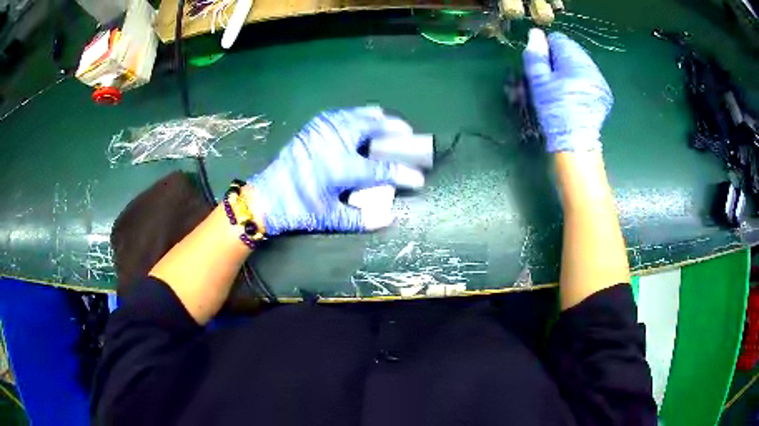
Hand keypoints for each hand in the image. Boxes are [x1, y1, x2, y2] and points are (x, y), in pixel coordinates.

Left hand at [248, 107, 424, 234]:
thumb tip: (389, 218)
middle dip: (395, 129)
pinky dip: (356, 114)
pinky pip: (342, 114)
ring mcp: (323, 130)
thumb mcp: (330, 219)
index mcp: (342, 167)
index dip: (404, 173)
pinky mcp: (313, 127)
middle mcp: (335, 142)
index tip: (419, 178)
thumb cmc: (299, 209)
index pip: (382, 169)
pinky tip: (360, 119)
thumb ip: (362, 218)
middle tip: (408, 133)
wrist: (267, 197)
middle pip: (373, 127)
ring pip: (358, 115)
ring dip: (376, 118)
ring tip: (388, 121)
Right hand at [523, 29, 612, 151]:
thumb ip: (536, 55)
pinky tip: (574, 95)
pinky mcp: (604, 93)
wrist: (575, 142)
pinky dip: (580, 81)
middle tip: (550, 79)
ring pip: (580, 64)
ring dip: (570, 70)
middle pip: (571, 51)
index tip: (541, 67)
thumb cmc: (554, 110)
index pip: (558, 39)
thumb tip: (535, 34)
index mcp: (575, 61)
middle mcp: (591, 66)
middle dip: (559, 60)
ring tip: (562, 88)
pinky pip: (589, 77)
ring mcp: (600, 81)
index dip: (546, 50)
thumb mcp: (539, 82)